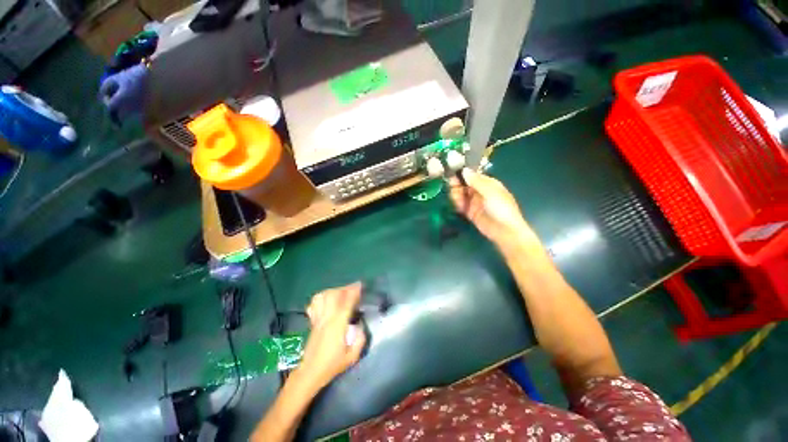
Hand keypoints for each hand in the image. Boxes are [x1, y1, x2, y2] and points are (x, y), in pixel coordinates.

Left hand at [295, 283, 366, 391]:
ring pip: (323, 297)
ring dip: (334, 291)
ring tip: (342, 292)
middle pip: (334, 295)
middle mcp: (327, 318)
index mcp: (337, 325)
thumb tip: (361, 325)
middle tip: (354, 289)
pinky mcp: (313, 321)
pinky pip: (314, 304)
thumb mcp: (352, 356)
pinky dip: (321, 297)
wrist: (310, 373)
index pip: (346, 302)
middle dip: (345, 288)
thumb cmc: (332, 365)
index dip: (353, 292)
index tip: (360, 285)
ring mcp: (318, 319)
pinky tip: (328, 299)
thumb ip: (360, 339)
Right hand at [448, 168, 535, 246]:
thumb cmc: (501, 208)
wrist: (504, 231)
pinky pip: (461, 205)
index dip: (463, 174)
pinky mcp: (470, 212)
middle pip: (465, 184)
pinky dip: (458, 204)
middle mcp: (480, 191)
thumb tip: (465, 170)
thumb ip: (476, 181)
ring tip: (456, 198)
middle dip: (457, 184)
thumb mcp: (490, 192)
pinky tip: (458, 205)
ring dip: (456, 195)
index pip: (473, 176)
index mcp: (488, 184)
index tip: (453, 173)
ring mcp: (475, 202)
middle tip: (452, 186)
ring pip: (461, 194)